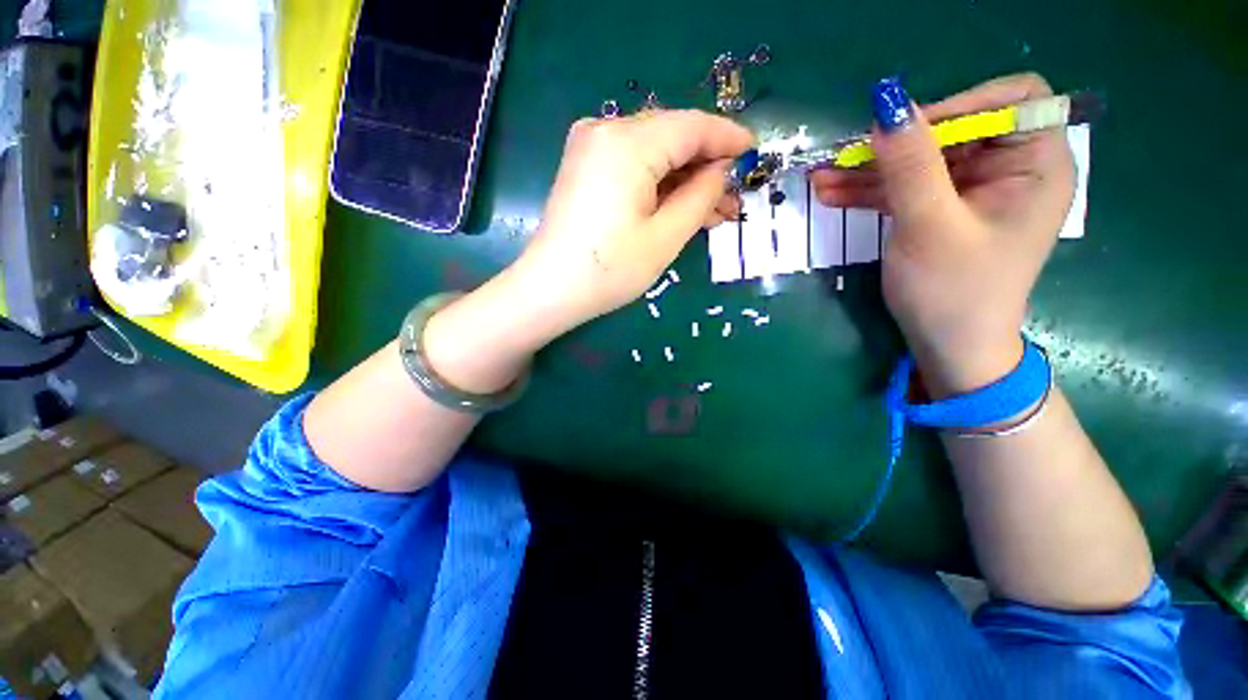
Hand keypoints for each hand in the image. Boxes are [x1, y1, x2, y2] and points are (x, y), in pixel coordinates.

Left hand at [509, 110, 752, 333]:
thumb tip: (722, 170)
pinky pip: (633, 165)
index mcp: (628, 142)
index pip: (692, 126)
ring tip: (714, 211)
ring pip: (654, 153)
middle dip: (707, 167)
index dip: (728, 138)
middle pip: (672, 137)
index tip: (756, 153)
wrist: (550, 290)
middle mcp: (606, 130)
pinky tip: (680, 206)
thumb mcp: (665, 237)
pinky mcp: (584, 168)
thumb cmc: (610, 270)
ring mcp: (590, 147)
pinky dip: (659, 184)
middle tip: (734, 198)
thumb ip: (701, 196)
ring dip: (684, 180)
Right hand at [811, 74, 1074, 395]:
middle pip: (953, 132)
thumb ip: (911, 164)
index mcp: (1036, 165)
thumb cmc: (952, 292)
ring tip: (820, 177)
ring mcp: (973, 191)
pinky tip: (832, 192)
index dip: (959, 106)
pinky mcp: (943, 210)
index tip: (906, 132)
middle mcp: (1011, 169)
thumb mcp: (929, 226)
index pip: (1010, 101)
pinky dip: (871, 190)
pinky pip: (908, 188)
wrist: (947, 347)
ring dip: (870, 169)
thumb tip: (887, 102)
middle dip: (895, 144)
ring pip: (921, 162)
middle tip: (842, 156)